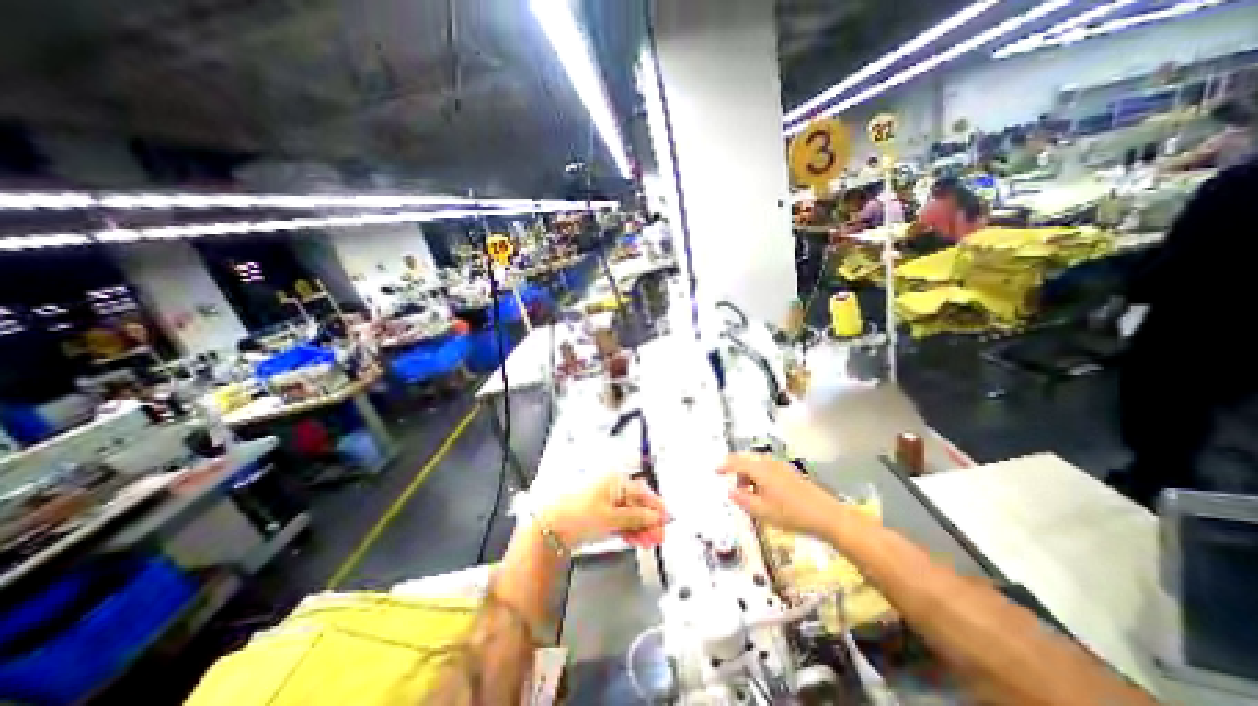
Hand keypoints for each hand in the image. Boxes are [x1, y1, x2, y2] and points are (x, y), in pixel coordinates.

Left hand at [538, 475, 668, 550]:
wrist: (553, 528)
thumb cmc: (578, 514)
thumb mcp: (612, 517)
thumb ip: (637, 517)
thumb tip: (655, 516)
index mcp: (615, 480)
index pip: (643, 491)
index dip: (656, 506)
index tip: (666, 519)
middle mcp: (612, 488)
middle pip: (638, 504)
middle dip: (649, 521)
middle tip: (659, 536)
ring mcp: (607, 502)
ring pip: (631, 514)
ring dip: (641, 528)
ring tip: (650, 542)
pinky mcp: (602, 515)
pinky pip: (622, 521)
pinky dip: (630, 531)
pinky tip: (638, 540)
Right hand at [718, 451, 842, 539]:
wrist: (826, 515)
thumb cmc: (791, 513)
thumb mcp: (761, 511)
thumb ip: (742, 500)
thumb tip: (731, 492)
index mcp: (760, 469)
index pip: (736, 461)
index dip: (724, 465)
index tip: (715, 470)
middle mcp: (769, 463)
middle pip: (747, 461)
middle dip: (737, 473)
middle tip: (735, 489)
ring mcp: (781, 466)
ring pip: (758, 466)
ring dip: (750, 477)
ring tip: (751, 496)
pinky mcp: (790, 472)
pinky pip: (768, 469)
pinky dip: (760, 478)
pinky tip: (766, 495)